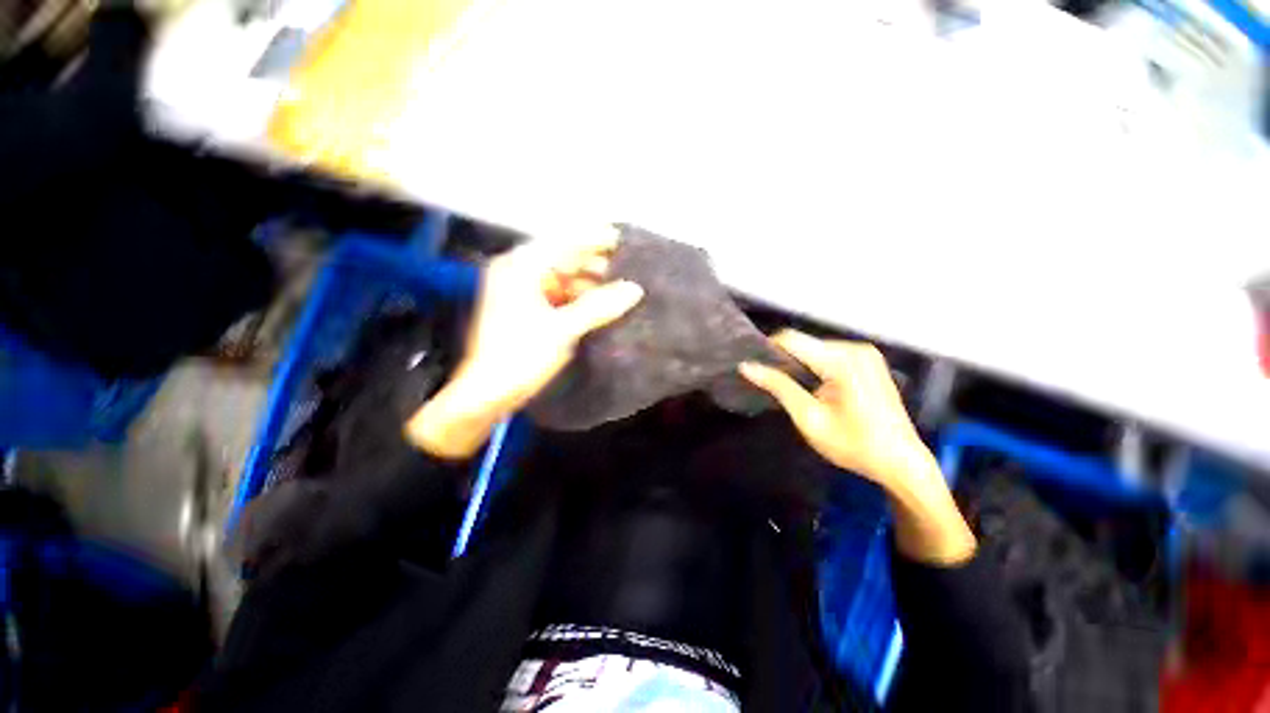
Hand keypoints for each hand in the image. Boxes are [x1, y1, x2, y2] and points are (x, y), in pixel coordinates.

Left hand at [406, 233, 643, 459]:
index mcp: (521, 268)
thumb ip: (599, 307)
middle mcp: (519, 272)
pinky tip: (599, 305)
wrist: (488, 392)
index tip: (624, 241)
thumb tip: (635, 289)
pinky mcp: (527, 308)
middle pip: (563, 258)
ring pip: (562, 277)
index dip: (595, 239)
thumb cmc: (521, 355)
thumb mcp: (563, 329)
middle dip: (595, 264)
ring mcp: (522, 291)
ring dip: (589, 283)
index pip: (564, 241)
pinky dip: (578, 298)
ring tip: (619, 289)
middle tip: (628, 269)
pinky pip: (558, 294)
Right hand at [740, 330, 974, 564]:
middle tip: (769, 384)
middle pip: (804, 343)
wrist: (902, 463)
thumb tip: (747, 366)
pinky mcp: (869, 361)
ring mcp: (865, 353)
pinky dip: (815, 367)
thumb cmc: (853, 445)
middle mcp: (855, 349)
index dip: (767, 349)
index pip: (791, 339)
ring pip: (815, 348)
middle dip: (784, 360)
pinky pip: (830, 354)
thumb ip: (778, 387)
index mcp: (842, 361)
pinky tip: (811, 387)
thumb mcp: (809, 418)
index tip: (753, 367)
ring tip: (788, 388)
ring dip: (799, 364)